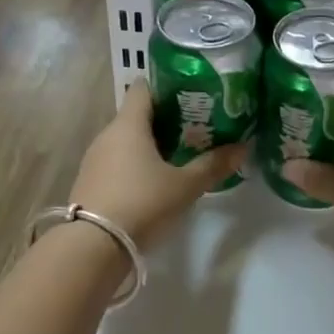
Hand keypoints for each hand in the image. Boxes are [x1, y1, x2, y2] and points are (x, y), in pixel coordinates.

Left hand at [69, 85, 246, 246]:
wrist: (92, 248)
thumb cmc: (142, 203)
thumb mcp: (185, 186)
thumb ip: (213, 165)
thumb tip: (244, 147)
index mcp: (129, 125)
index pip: (144, 87)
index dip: (167, 86)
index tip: (192, 93)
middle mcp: (108, 135)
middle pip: (138, 114)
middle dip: (166, 118)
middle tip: (197, 125)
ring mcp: (95, 159)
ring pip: (127, 139)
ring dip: (151, 143)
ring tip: (181, 152)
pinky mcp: (90, 182)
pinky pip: (118, 161)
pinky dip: (137, 163)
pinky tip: (156, 179)